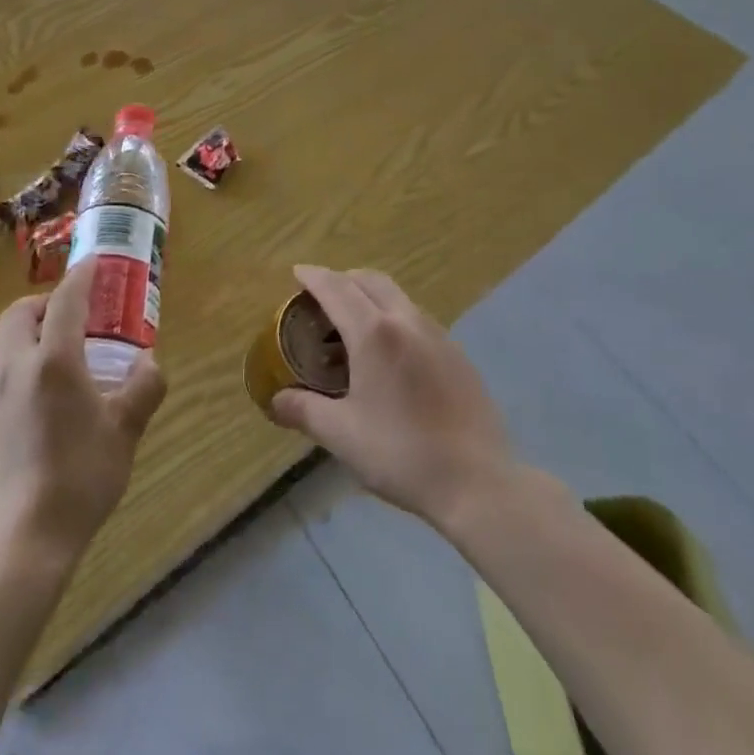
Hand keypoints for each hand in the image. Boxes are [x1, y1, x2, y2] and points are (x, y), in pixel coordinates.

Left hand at [0, 257, 166, 572]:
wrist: (22, 541)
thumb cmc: (81, 477)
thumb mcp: (125, 431)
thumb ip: (143, 388)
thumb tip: (150, 363)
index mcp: (52, 360)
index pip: (65, 300)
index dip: (81, 276)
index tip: (94, 263)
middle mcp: (13, 366)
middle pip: (19, 313)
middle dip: (44, 303)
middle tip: (73, 316)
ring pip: (3, 343)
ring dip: (29, 334)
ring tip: (58, 356)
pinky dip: (18, 363)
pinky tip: (38, 397)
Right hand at [269, 265, 516, 532]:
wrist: (478, 482)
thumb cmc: (401, 454)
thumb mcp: (342, 435)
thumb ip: (304, 411)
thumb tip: (275, 401)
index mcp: (373, 333)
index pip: (336, 288)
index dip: (313, 277)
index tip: (297, 272)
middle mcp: (406, 321)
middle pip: (369, 280)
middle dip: (342, 279)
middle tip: (322, 297)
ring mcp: (437, 335)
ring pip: (397, 296)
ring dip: (370, 296)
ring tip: (354, 325)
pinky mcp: (458, 354)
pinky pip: (417, 318)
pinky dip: (394, 317)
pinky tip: (392, 353)